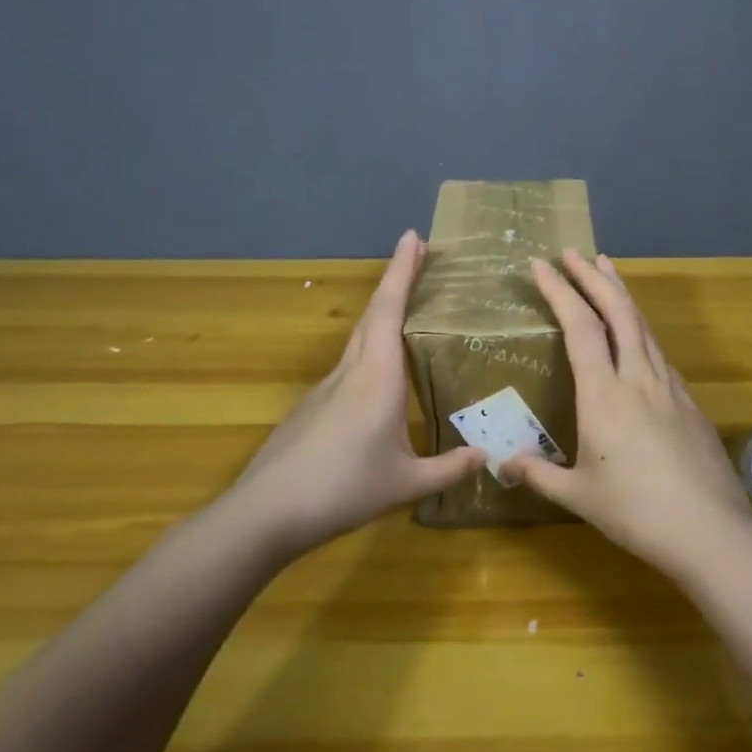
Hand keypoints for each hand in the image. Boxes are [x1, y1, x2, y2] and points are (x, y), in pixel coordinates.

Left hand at [229, 230, 484, 559]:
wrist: (264, 514)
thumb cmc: (342, 490)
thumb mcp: (405, 485)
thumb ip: (448, 469)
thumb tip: (487, 456)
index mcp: (376, 377)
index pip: (389, 310)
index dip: (402, 270)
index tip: (414, 237)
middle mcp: (350, 372)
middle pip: (373, 313)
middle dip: (396, 279)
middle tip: (420, 256)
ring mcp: (326, 389)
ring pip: (359, 337)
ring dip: (382, 311)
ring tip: (407, 306)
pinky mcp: (312, 408)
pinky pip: (348, 363)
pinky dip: (370, 345)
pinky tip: (380, 372)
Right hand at [499, 249, 751, 579]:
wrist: (710, 530)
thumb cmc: (636, 512)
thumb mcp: (579, 497)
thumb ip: (539, 476)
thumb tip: (503, 465)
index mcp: (604, 394)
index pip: (579, 326)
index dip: (559, 290)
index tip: (540, 265)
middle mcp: (638, 377)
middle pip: (618, 310)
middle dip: (593, 276)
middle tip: (574, 252)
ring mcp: (669, 385)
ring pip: (643, 324)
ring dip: (621, 293)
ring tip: (607, 270)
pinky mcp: (689, 400)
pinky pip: (658, 349)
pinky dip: (640, 327)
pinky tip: (637, 334)